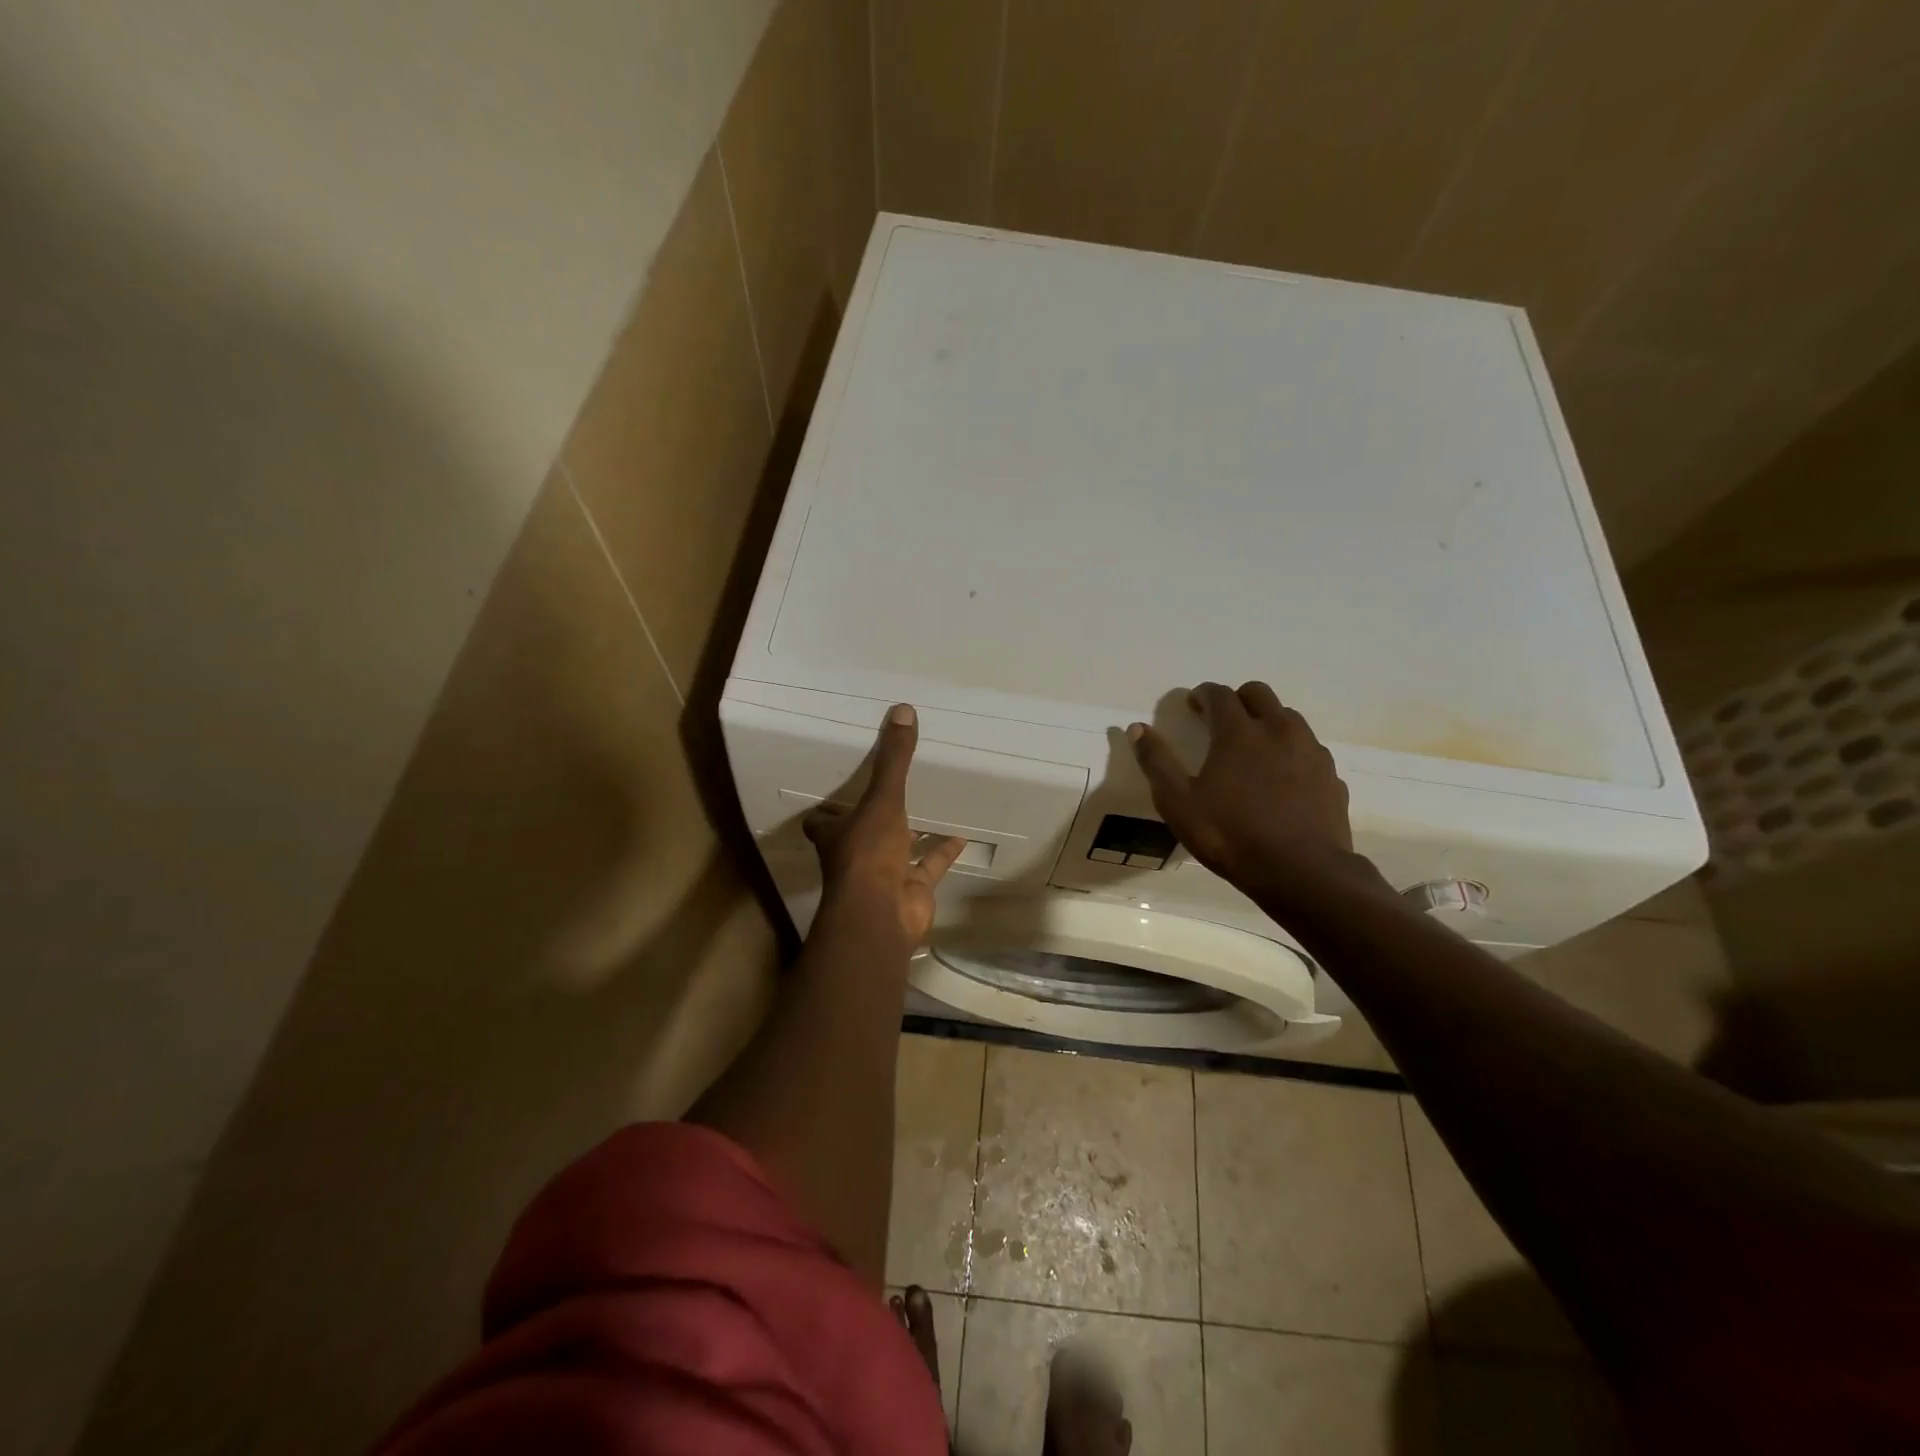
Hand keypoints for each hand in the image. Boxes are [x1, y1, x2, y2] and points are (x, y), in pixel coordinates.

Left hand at [804, 705, 964, 945]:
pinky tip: (961, 834)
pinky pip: (929, 867)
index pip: (821, 820)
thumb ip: (893, 759)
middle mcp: (855, 854)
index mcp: (836, 834)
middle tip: (890, 789)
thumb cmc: (869, 853)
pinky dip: (943, 852)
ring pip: (896, 850)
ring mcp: (883, 875)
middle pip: (858, 834)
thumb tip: (903, 709)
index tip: (839, 790)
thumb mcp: (882, 799)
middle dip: (871, 818)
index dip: (827, 809)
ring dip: (910, 834)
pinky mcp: (910, 890)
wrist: (882, 915)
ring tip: (929, 805)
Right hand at [1128, 682, 1380, 907]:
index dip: (1202, 695)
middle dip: (1237, 700)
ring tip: (1252, 749)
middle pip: (1258, 694)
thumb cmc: (1230, 835)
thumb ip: (1156, 762)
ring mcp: (1310, 752)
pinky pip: (1308, 749)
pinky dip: (1291, 751)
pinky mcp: (1331, 776)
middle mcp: (1278, 730)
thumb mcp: (1178, 803)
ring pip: (1288, 718)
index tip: (1192, 706)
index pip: (1219, 694)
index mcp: (1239, 732)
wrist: (1302, 873)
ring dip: (1267, 721)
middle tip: (1220, 722)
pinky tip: (1281, 778)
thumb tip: (1137, 728)